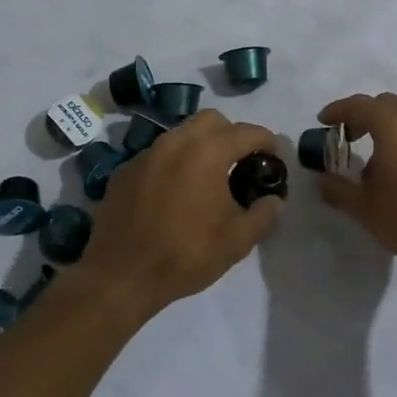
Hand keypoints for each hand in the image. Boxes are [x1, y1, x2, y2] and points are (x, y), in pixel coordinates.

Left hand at [83, 109, 283, 317]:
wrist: (122, 275)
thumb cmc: (186, 255)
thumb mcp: (237, 241)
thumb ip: (263, 214)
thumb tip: (273, 199)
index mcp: (206, 153)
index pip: (246, 132)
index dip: (267, 141)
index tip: (274, 157)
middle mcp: (174, 142)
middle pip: (211, 120)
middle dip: (231, 134)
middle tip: (240, 164)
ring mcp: (145, 154)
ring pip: (181, 134)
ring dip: (200, 147)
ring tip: (207, 179)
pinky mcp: (124, 170)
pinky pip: (157, 155)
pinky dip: (172, 164)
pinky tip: (173, 194)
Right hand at [316, 93, 396, 283]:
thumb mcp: (363, 208)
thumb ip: (337, 189)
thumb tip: (322, 179)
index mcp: (393, 125)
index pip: (359, 105)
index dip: (338, 111)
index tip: (323, 122)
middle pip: (387, 105)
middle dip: (365, 116)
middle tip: (349, 136)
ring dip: (390, 129)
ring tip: (378, 158)